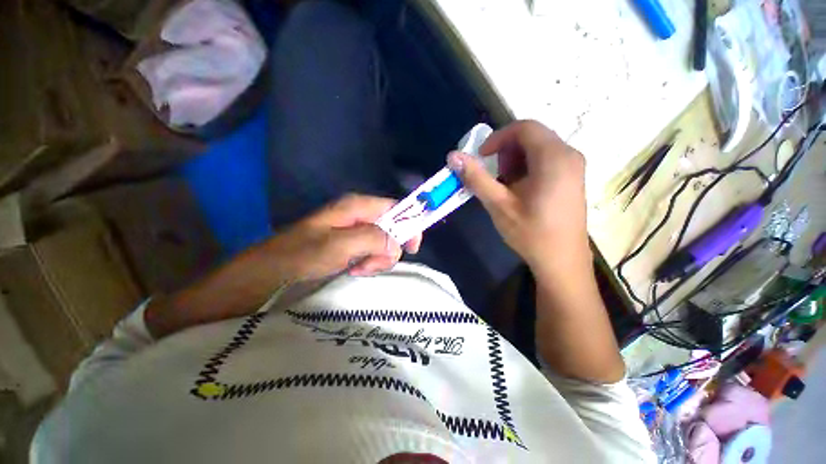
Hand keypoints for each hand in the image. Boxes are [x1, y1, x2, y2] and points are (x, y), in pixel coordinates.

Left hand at [264, 194, 421, 278]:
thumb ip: (373, 238)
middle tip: (371, 264)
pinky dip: (369, 263)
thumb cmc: (303, 255)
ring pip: (383, 243)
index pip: (396, 208)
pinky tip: (354, 269)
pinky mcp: (351, 244)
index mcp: (357, 206)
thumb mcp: (340, 245)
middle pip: (392, 228)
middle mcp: (359, 215)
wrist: (272, 271)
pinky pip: (372, 252)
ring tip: (358, 268)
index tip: (412, 248)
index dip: (408, 225)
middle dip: (387, 249)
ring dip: (377, 259)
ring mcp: (355, 230)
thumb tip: (397, 242)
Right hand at [447, 120, 589, 280]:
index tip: (481, 157)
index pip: (524, 128)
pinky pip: (546, 160)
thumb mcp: (499, 204)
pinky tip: (520, 191)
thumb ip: (476, 178)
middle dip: (506, 151)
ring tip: (505, 186)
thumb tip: (453, 156)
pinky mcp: (572, 178)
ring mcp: (574, 166)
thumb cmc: (531, 233)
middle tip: (495, 176)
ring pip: (538, 148)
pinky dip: (527, 168)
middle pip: (532, 136)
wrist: (562, 261)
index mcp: (554, 157)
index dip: (497, 138)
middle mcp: (569, 155)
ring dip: (515, 161)